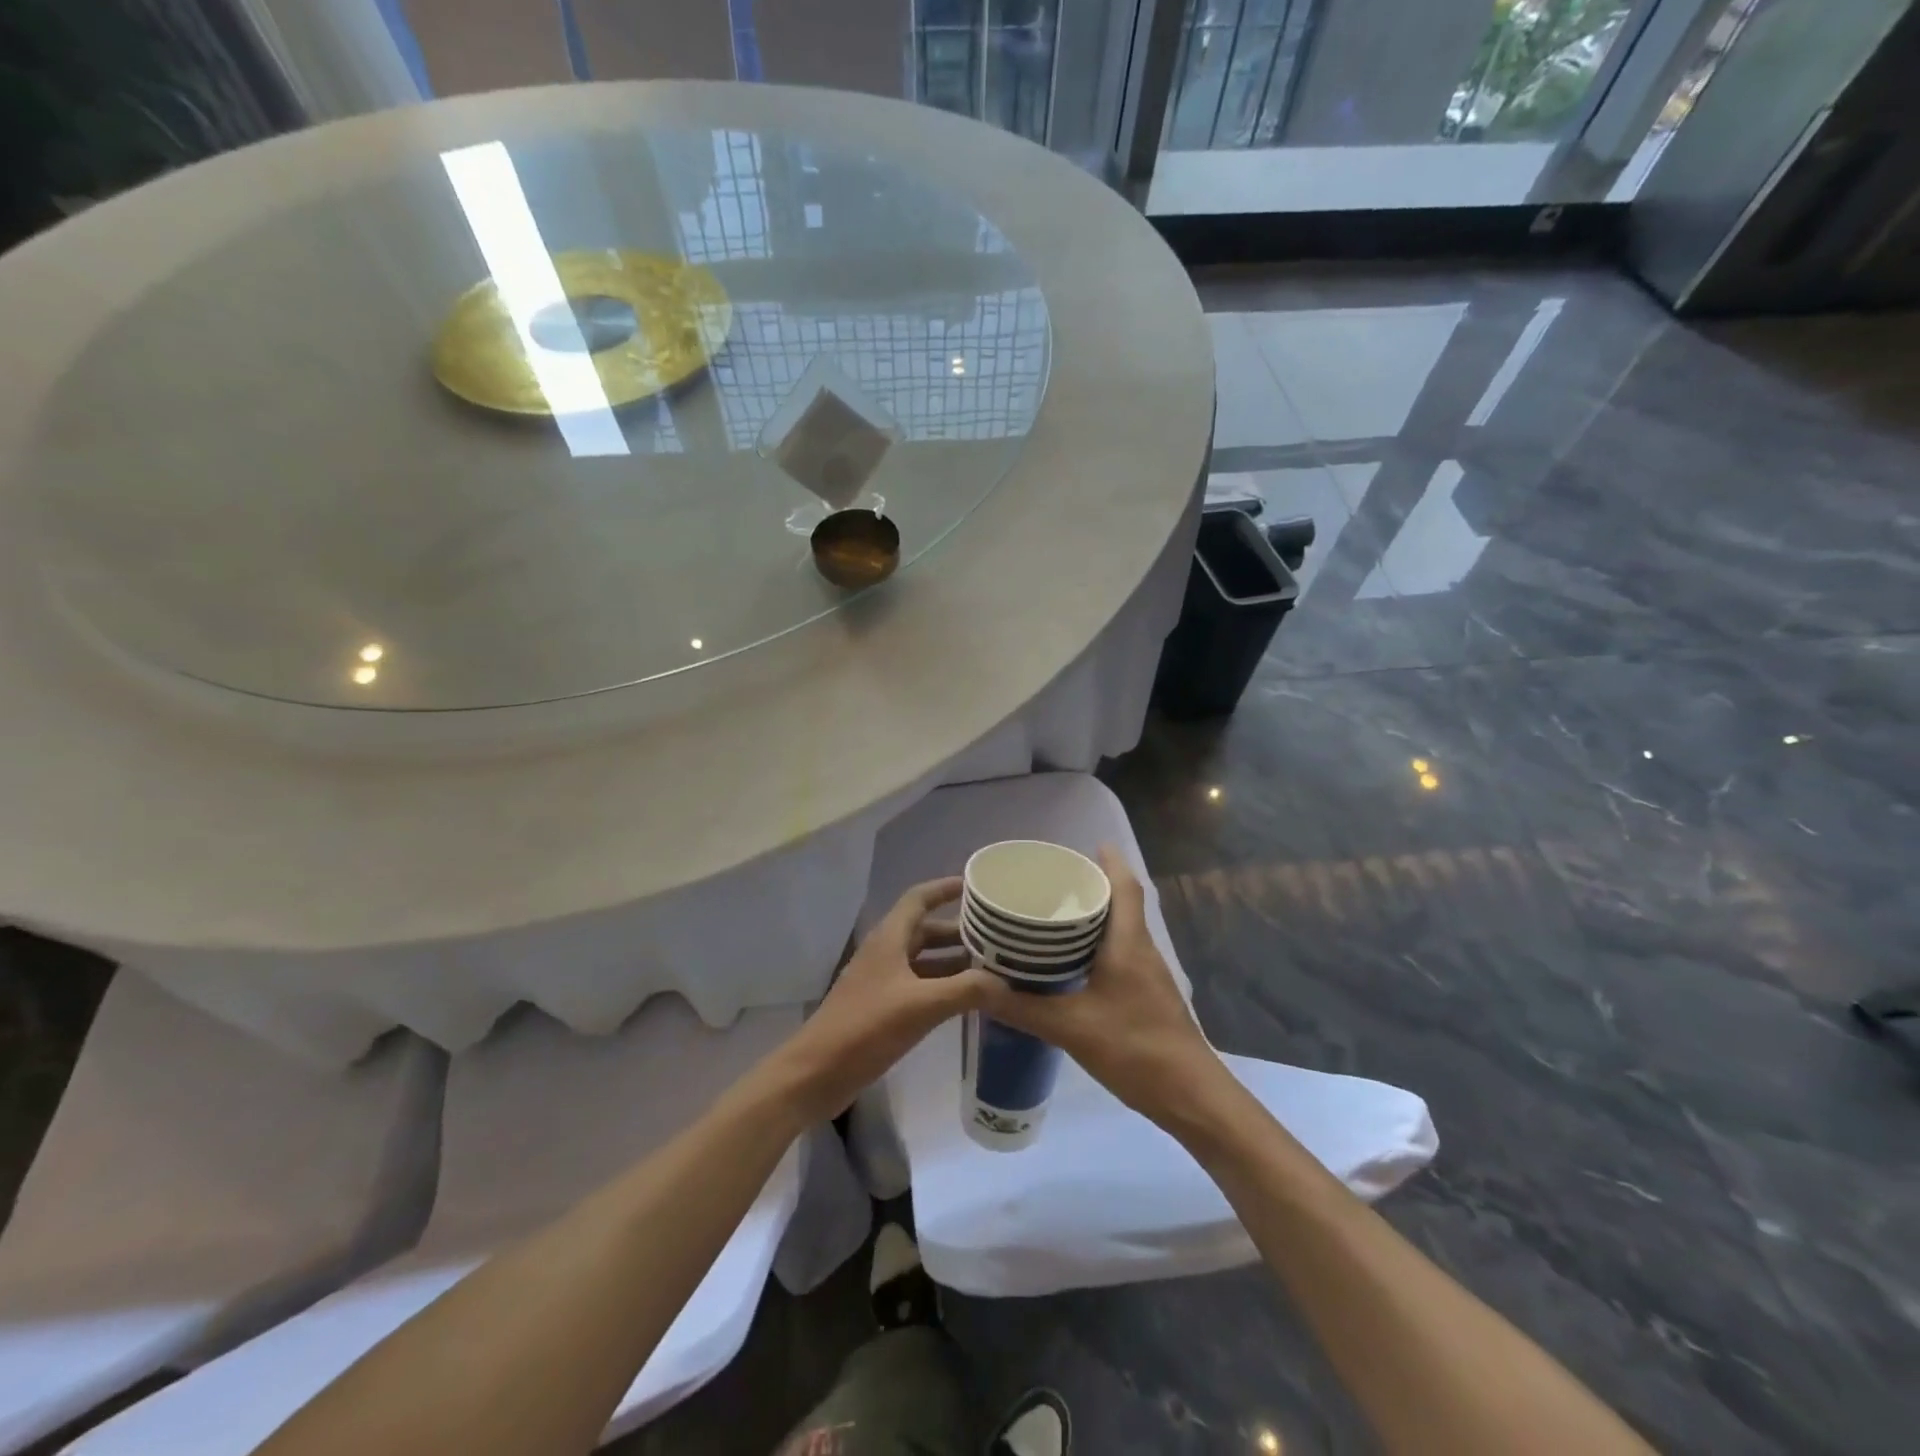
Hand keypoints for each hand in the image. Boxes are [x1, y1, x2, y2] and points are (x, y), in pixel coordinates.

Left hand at [775, 877, 995, 1123]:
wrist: (816, 1073)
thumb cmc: (865, 1028)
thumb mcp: (921, 1006)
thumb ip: (966, 990)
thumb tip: (1006, 983)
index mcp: (889, 938)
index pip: (919, 898)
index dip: (946, 888)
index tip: (977, 885)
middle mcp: (886, 953)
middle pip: (926, 930)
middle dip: (960, 930)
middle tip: (998, 935)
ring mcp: (882, 982)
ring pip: (924, 960)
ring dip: (954, 961)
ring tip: (993, 966)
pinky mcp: (882, 1008)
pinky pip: (919, 986)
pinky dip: (943, 986)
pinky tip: (967, 1000)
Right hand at [975, 847, 1218, 1123]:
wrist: (1191, 1096)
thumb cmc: (1135, 1049)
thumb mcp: (1070, 1028)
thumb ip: (1022, 1008)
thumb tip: (976, 987)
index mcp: (1128, 944)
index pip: (1125, 887)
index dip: (1110, 862)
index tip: (1088, 845)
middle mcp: (1142, 951)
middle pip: (1122, 904)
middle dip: (1093, 887)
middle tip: (1053, 882)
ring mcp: (1149, 975)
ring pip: (1121, 932)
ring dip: (1095, 918)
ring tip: (1054, 917)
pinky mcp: (1148, 997)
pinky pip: (1121, 955)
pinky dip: (1097, 947)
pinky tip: (1071, 965)